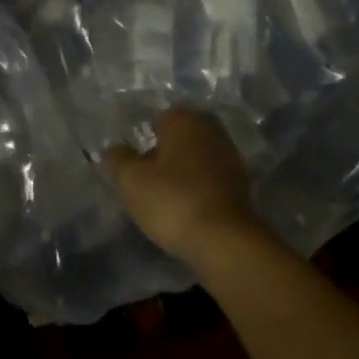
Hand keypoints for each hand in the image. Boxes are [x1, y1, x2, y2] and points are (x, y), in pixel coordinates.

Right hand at [103, 109, 260, 265]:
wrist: (223, 239)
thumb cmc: (171, 200)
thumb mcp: (131, 180)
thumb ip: (119, 159)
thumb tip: (117, 149)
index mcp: (185, 121)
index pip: (159, 119)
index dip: (144, 139)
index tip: (135, 164)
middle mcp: (212, 130)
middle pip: (181, 137)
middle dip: (165, 152)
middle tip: (148, 177)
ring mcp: (231, 156)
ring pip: (198, 156)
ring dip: (183, 169)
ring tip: (165, 195)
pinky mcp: (241, 183)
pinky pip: (211, 176)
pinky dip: (199, 185)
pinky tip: (187, 205)